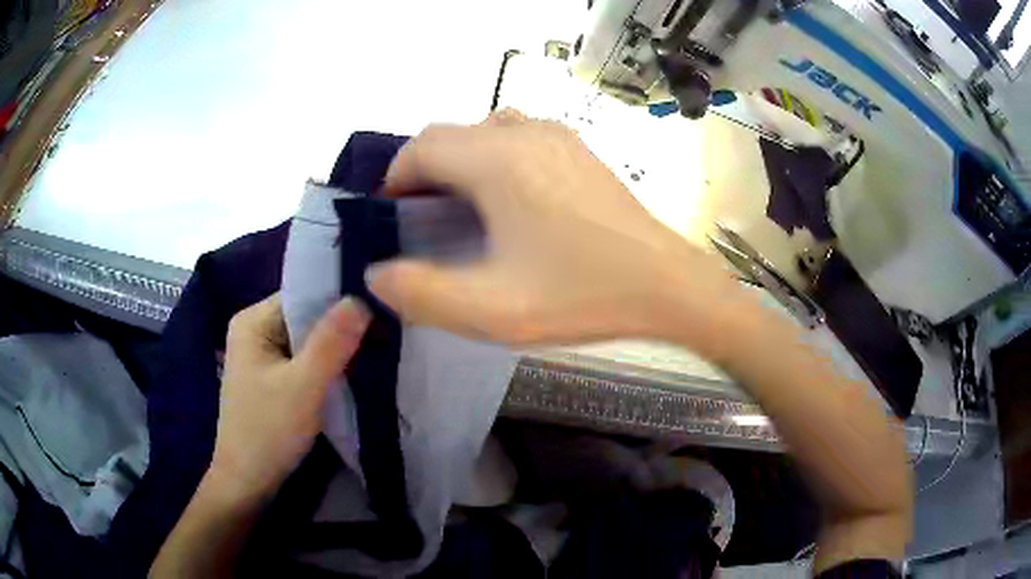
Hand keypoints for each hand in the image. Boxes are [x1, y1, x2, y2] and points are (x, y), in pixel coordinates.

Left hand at [210, 294, 369, 502]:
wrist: (249, 482)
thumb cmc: (269, 431)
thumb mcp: (303, 386)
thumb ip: (331, 342)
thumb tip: (363, 297)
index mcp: (253, 320)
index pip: (304, 294)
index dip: (340, 300)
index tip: (380, 308)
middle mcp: (255, 330)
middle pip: (306, 316)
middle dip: (342, 327)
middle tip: (385, 332)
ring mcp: (263, 355)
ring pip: (308, 340)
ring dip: (337, 348)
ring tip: (375, 350)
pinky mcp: (272, 378)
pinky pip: (305, 360)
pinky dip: (327, 365)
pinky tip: (352, 372)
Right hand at [368, 110, 739, 347]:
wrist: (668, 286)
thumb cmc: (582, 295)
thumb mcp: (492, 311)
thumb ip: (421, 294)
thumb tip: (377, 275)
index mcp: (497, 160)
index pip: (420, 148)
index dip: (394, 179)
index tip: (391, 216)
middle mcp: (524, 133)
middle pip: (450, 135)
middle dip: (422, 171)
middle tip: (421, 220)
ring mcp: (558, 136)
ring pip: (484, 131)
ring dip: (459, 161)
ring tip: (461, 209)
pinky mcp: (579, 150)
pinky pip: (518, 138)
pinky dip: (493, 158)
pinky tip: (509, 202)